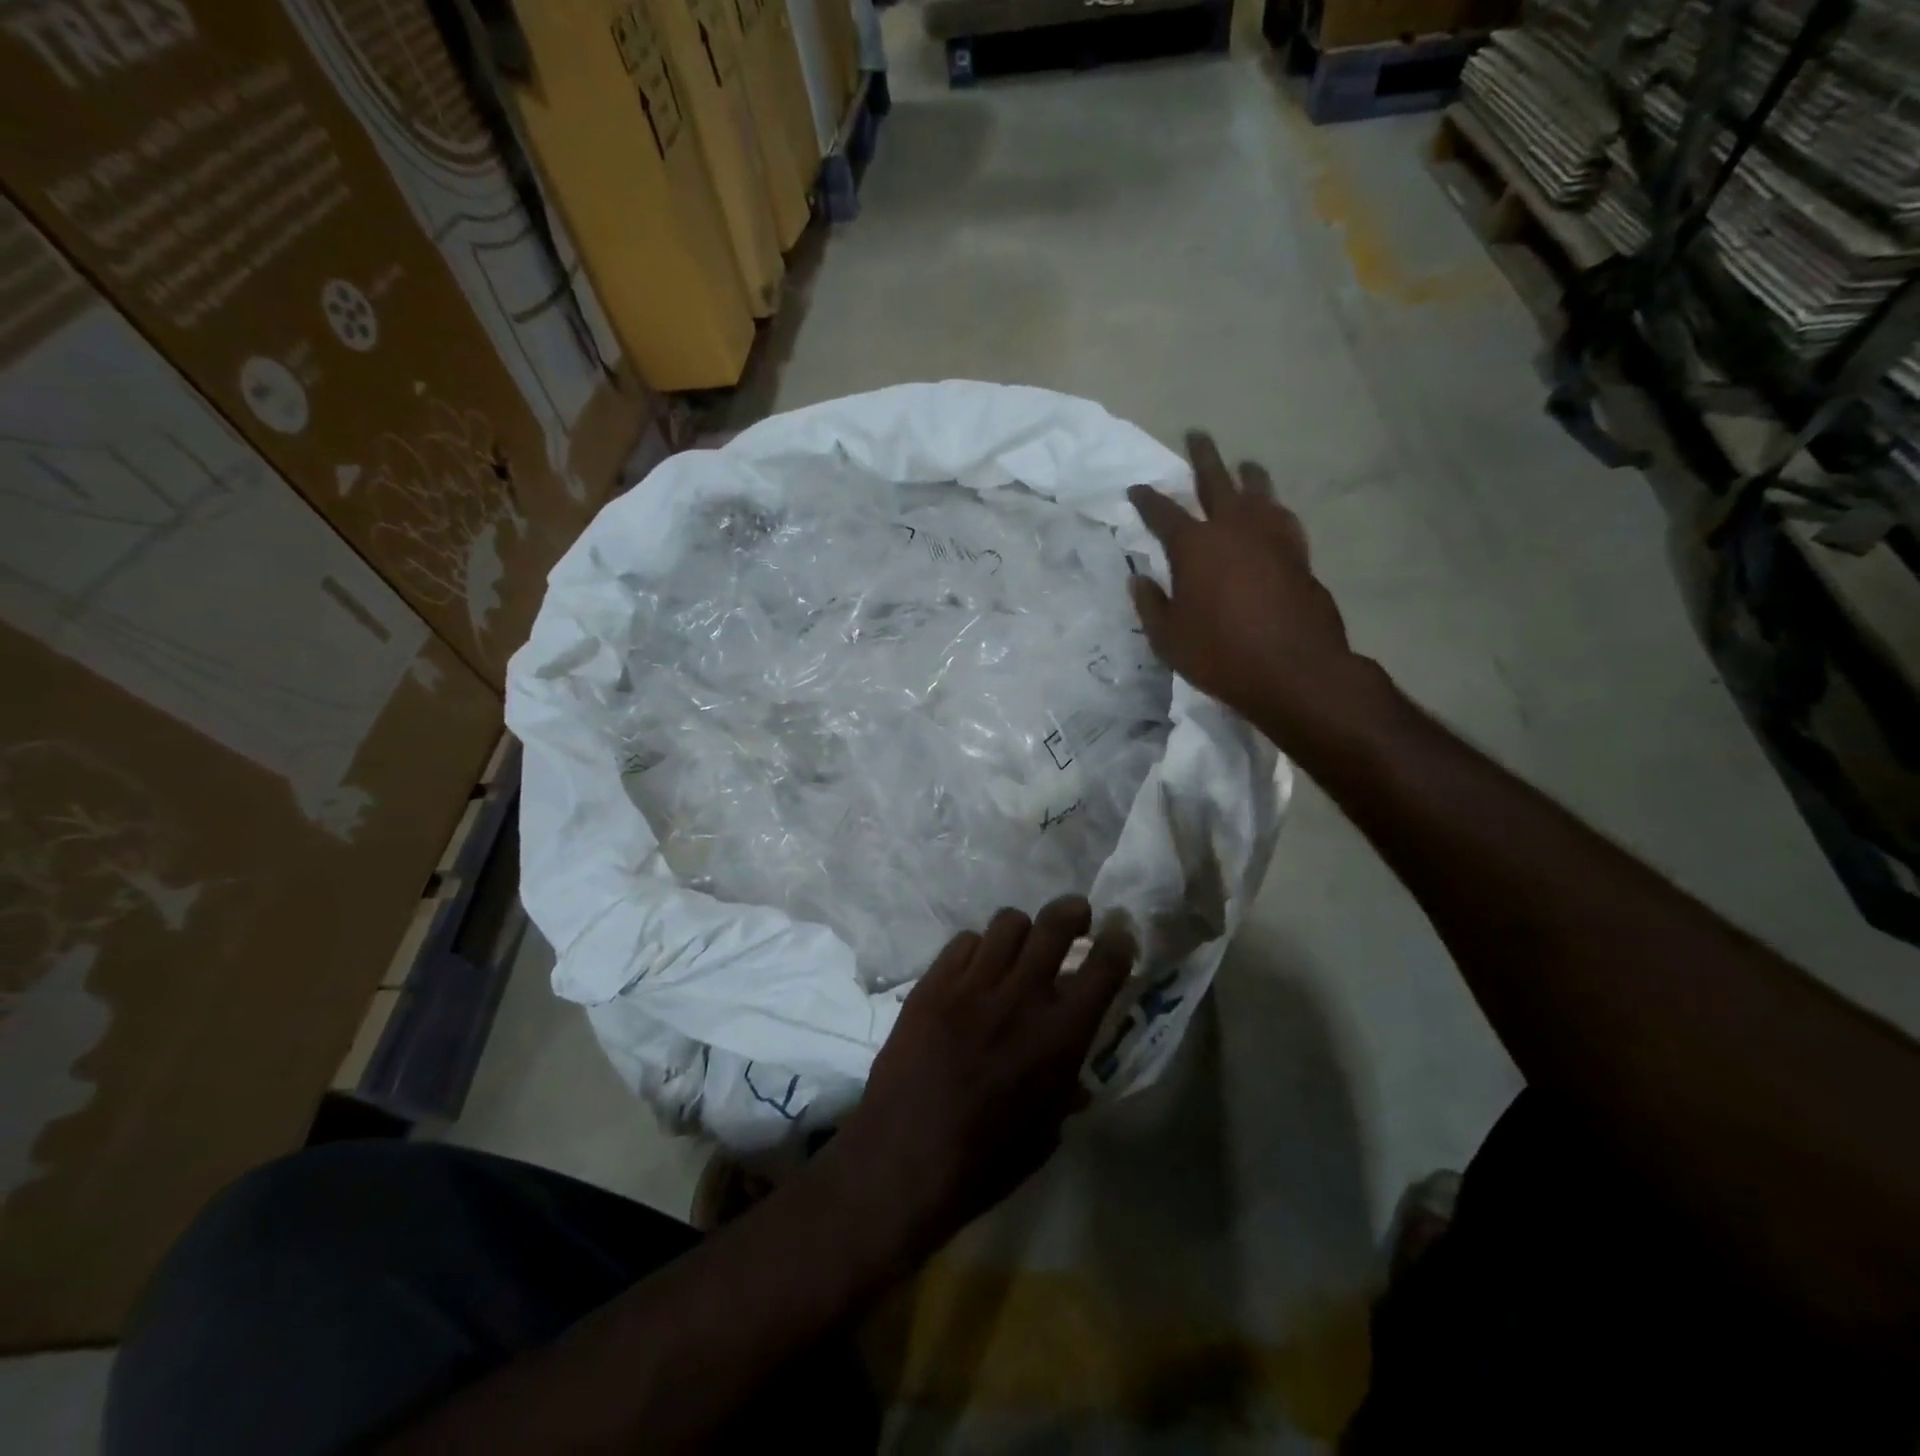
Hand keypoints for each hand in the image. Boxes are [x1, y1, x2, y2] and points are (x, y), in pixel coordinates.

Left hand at [827, 897, 1134, 1255]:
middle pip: (1055, 924)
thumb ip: (1065, 1091)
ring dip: (1022, 931)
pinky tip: (974, 971)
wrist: (902, 1159)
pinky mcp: (932, 983)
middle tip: (1075, 918)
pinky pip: (964, 942)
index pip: (1104, 967)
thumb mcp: (1045, 1134)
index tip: (1118, 937)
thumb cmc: (984, 1162)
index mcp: (1060, 1035)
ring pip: (1007, 923)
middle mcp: (1022, 996)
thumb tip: (1075, 1077)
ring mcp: (973, 984)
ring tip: (1019, 948)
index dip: (1117, 944)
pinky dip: (977, 949)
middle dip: (1072, 912)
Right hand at [1129, 432, 1378, 748]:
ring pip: (1258, 491)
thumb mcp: (1168, 638)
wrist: (1294, 670)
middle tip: (1196, 435)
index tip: (1136, 489)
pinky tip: (1274, 510)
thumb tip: (1138, 580)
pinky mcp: (1299, 554)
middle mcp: (1233, 529)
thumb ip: (1151, 605)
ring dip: (1247, 474)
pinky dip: (1274, 508)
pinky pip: (1283, 518)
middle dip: (1203, 457)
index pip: (1163, 513)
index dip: (1147, 499)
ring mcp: (1271, 538)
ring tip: (1244, 464)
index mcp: (1194, 547)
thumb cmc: (1220, 655)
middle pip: (1216, 480)